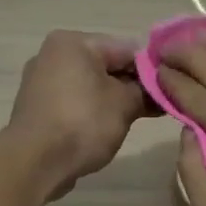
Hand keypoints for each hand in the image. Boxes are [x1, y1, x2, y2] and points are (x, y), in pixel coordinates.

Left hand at [8, 30, 151, 199]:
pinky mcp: (38, 107)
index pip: (126, 48)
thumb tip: (156, 89)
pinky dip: (94, 110)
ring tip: (139, 119)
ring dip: (115, 99)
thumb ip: (145, 91)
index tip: (171, 88)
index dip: (152, 69)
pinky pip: (75, 101)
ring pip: (91, 84)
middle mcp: (53, 54)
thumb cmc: (82, 123)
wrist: (35, 163)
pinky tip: (110, 127)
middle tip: (160, 106)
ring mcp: (41, 81)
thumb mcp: (124, 104)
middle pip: (107, 65)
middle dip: (133, 85)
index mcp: (73, 42)